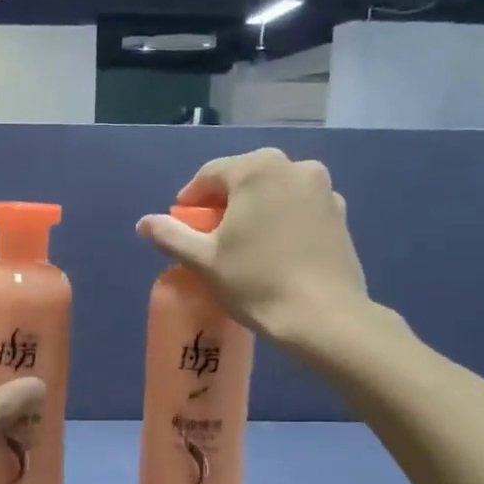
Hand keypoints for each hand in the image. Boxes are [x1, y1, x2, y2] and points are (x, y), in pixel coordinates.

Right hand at [137, 148, 372, 346]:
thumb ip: (171, 235)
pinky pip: (299, 208)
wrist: (323, 317)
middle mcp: (295, 167)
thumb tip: (144, 223)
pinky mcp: (340, 214)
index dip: (191, 200)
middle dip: (225, 203)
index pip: (210, 175)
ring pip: (275, 192)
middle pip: (245, 179)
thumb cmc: (256, 282)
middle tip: (211, 236)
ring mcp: (323, 189)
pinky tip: (276, 251)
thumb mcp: (203, 260)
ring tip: (245, 244)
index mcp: (257, 169)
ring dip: (255, 210)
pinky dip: (283, 220)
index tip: (183, 225)